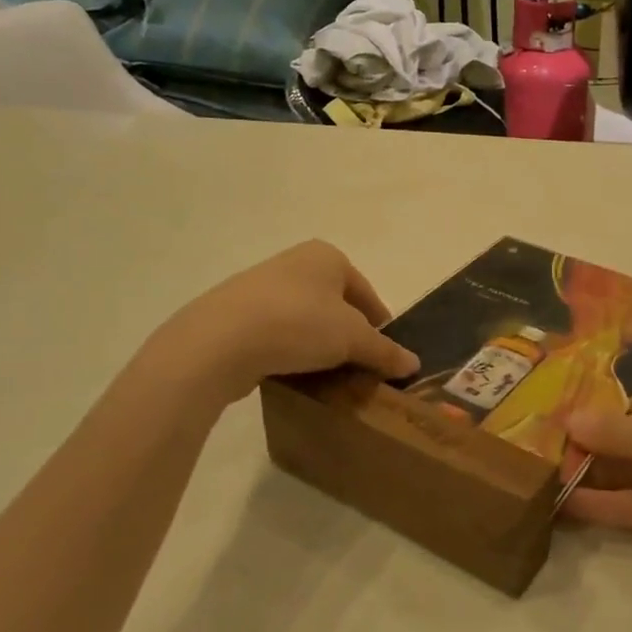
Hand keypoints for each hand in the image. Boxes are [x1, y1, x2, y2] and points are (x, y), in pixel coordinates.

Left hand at [147, 240, 419, 399]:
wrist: (218, 341)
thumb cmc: (299, 324)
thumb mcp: (353, 339)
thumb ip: (384, 351)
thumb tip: (413, 364)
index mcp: (327, 256)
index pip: (366, 293)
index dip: (380, 325)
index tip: (384, 355)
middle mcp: (294, 262)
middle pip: (336, 305)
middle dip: (348, 335)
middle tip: (357, 367)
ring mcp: (260, 286)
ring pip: (305, 319)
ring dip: (318, 345)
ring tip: (326, 375)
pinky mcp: (235, 314)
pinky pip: (276, 333)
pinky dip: (289, 351)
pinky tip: (292, 373)